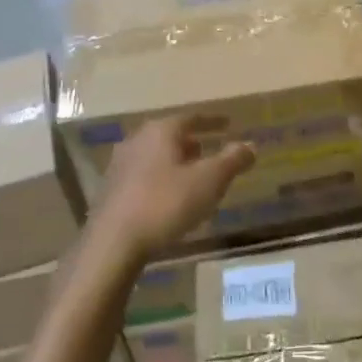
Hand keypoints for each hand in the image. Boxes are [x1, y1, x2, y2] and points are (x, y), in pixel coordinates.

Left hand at [88, 115, 255, 262]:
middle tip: (210, 150)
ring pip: (156, 155)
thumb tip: (250, 145)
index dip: (213, 122)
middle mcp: (137, 140)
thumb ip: (232, 160)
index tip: (228, 124)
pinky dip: (161, 178)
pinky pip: (144, 175)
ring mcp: (120, 165)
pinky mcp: (111, 190)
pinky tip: (169, 197)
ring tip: (192, 175)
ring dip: (175, 162)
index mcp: (161, 131)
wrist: (113, 243)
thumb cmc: (166, 203)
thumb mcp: (210, 181)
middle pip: (171, 135)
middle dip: (192, 142)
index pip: (192, 118)